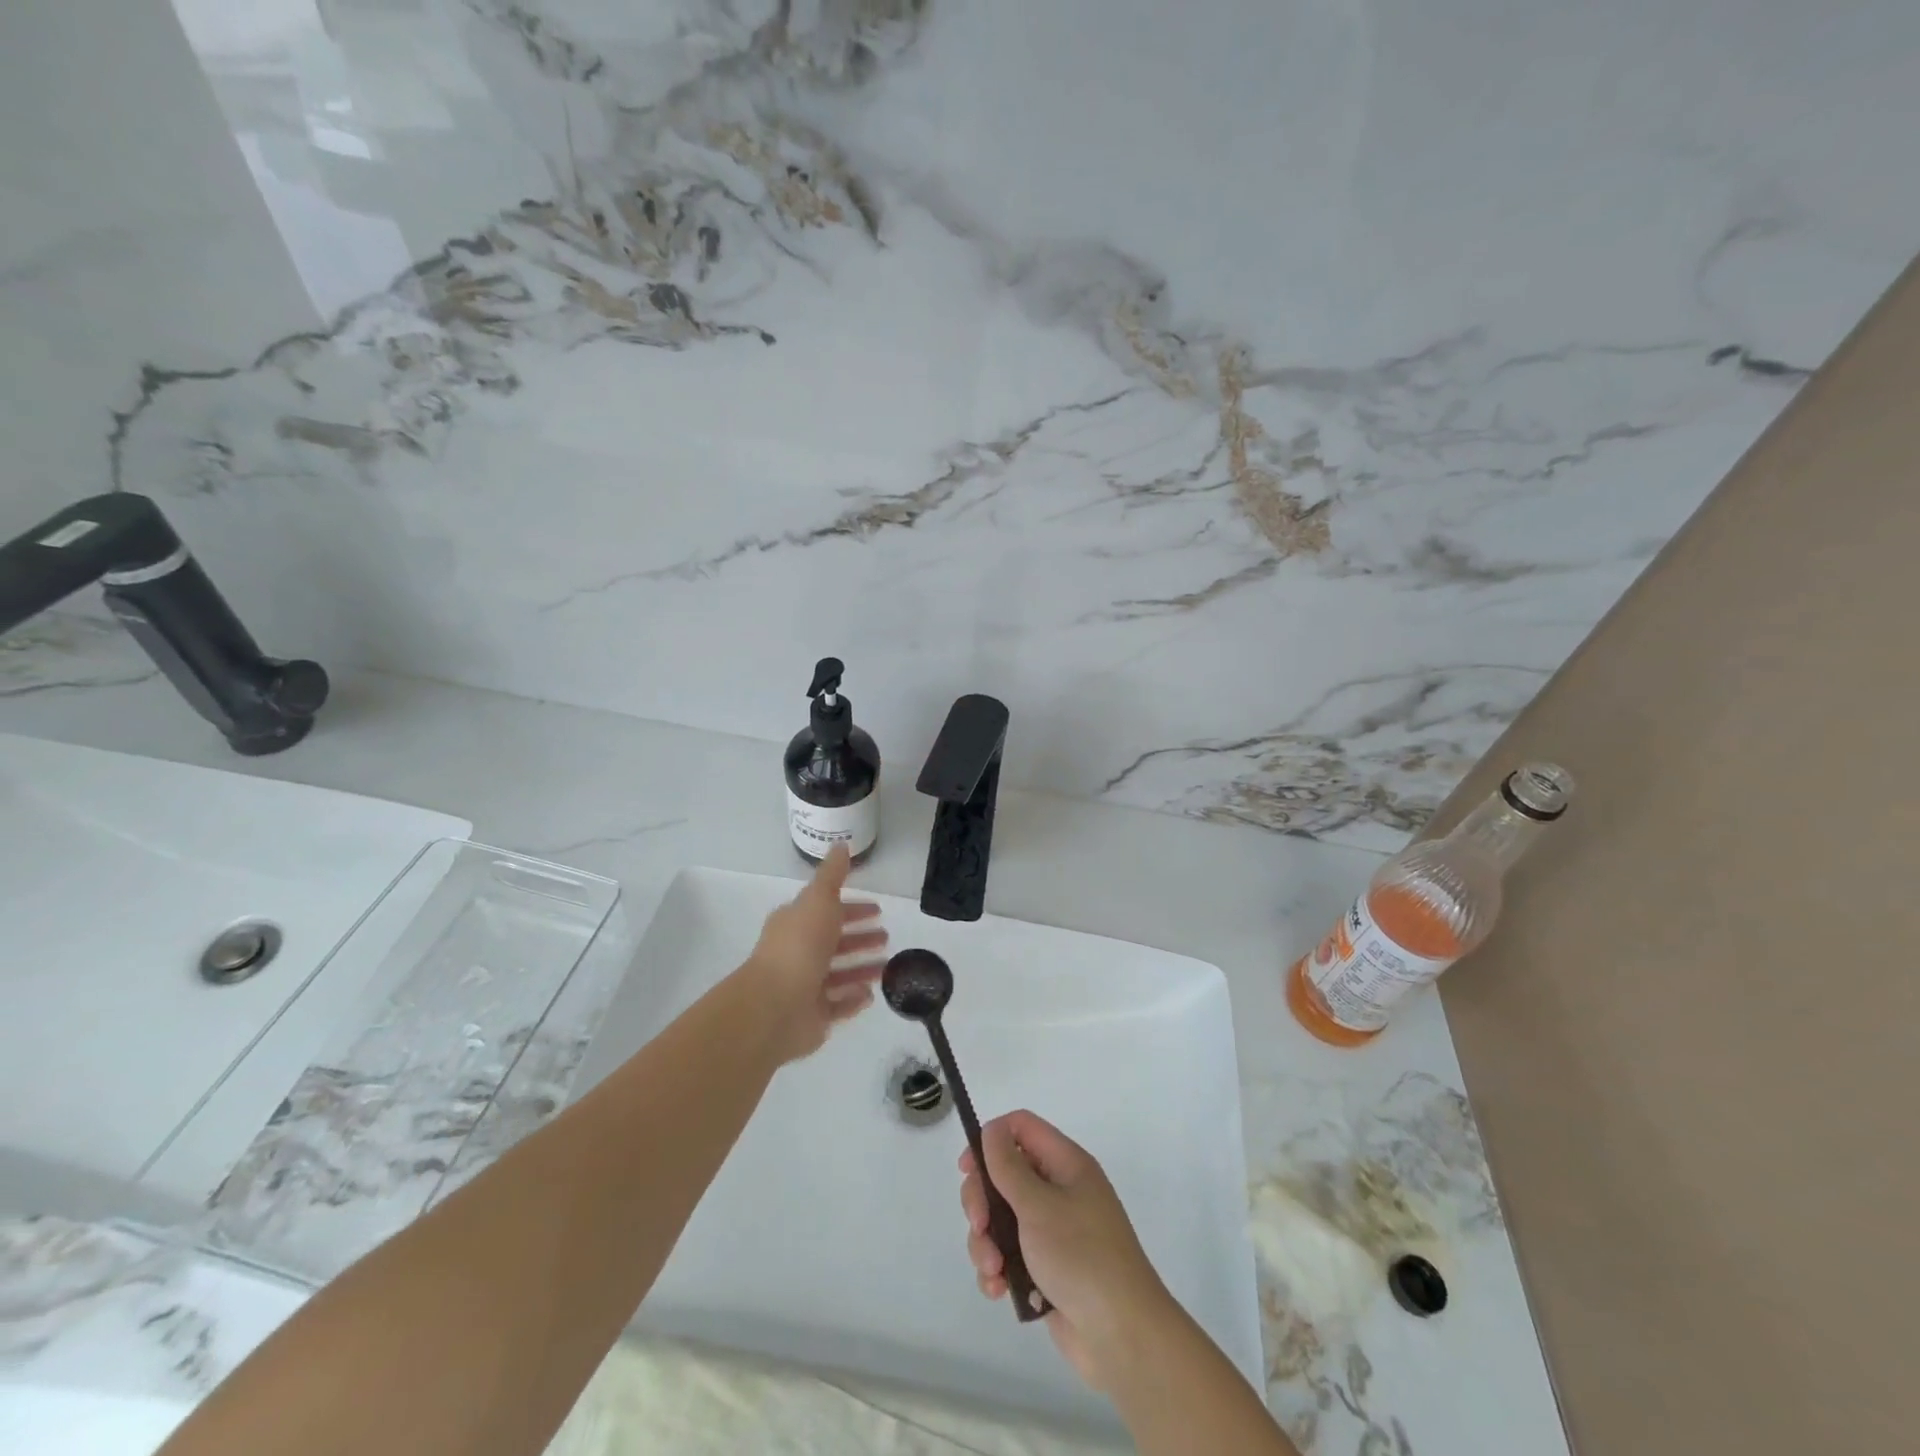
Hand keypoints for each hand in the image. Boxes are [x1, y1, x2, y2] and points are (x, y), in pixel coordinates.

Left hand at [740, 844, 887, 1063]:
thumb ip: (832, 875)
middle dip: (860, 937)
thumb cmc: (799, 946)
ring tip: (888, 966)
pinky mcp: (812, 1016)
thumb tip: (841, 844)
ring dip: (861, 968)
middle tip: (887, 936)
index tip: (877, 909)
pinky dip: (853, 998)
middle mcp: (798, 953)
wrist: (774, 1006)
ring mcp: (804, 986)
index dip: (852, 908)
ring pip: (838, 974)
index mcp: (796, 923)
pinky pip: (837, 1005)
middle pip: (834, 942)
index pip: (827, 910)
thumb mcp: (818, 899)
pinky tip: (871, 995)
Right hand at [959, 1111, 1175, 1391]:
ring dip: (987, 1242)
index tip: (967, 1168)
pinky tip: (999, 1290)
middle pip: (1004, 1175)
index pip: (1021, 1128)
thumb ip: (1008, 1167)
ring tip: (993, 1270)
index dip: (991, 1139)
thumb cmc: (1081, 1256)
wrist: (1121, 1336)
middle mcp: (1059, 1190)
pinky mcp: (1044, 1268)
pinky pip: (1008, 1254)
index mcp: (1066, 1164)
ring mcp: (1052, 1231)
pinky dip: (998, 1270)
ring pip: (1001, 1218)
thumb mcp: (1039, 1205)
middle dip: (982, 1201)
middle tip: (979, 1226)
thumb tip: (992, 1130)